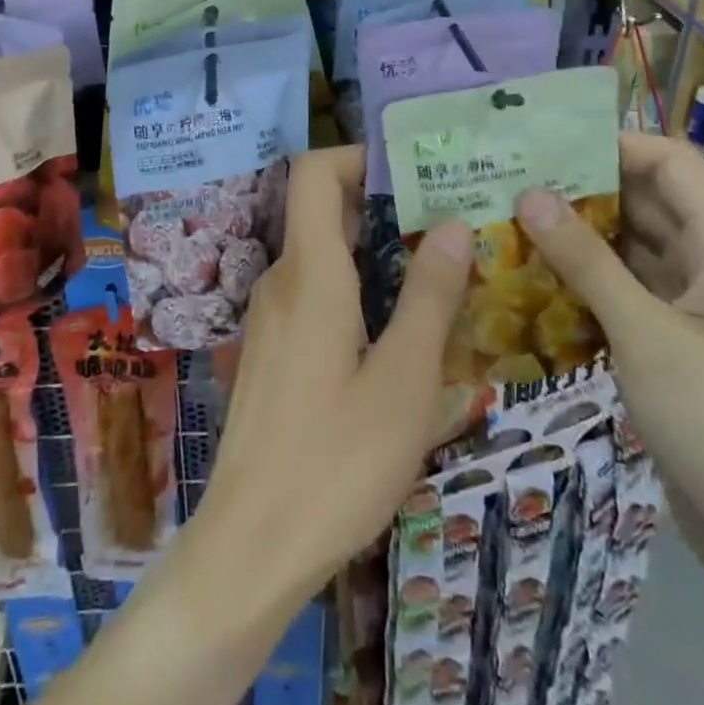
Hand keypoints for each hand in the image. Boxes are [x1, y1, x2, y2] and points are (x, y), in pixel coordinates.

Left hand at [195, 145, 473, 602]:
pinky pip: (313, 293)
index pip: (313, 172)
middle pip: (322, 211)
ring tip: (436, 277)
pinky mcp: (271, 350)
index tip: (413, 172)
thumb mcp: (403, 381)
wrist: (250, 547)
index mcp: (309, 273)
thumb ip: (429, 297)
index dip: (357, 157)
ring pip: (321, 256)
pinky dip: (354, 289)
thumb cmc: (335, 462)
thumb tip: (453, 223)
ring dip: (373, 254)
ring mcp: (270, 316)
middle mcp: (281, 280)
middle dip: (382, 208)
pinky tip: (395, 332)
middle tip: (448, 226)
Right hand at [513, 133, 703, 580]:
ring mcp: (695, 306)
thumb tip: (529, 194)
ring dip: (580, 234)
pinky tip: (537, 277)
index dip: (615, 143)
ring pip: (632, 247)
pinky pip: (627, 289)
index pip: (671, 163)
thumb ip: (586, 260)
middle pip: (647, 201)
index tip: (548, 145)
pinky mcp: (675, 342)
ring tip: (513, 219)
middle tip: (514, 178)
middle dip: (584, 188)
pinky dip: (588, 278)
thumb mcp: (645, 333)